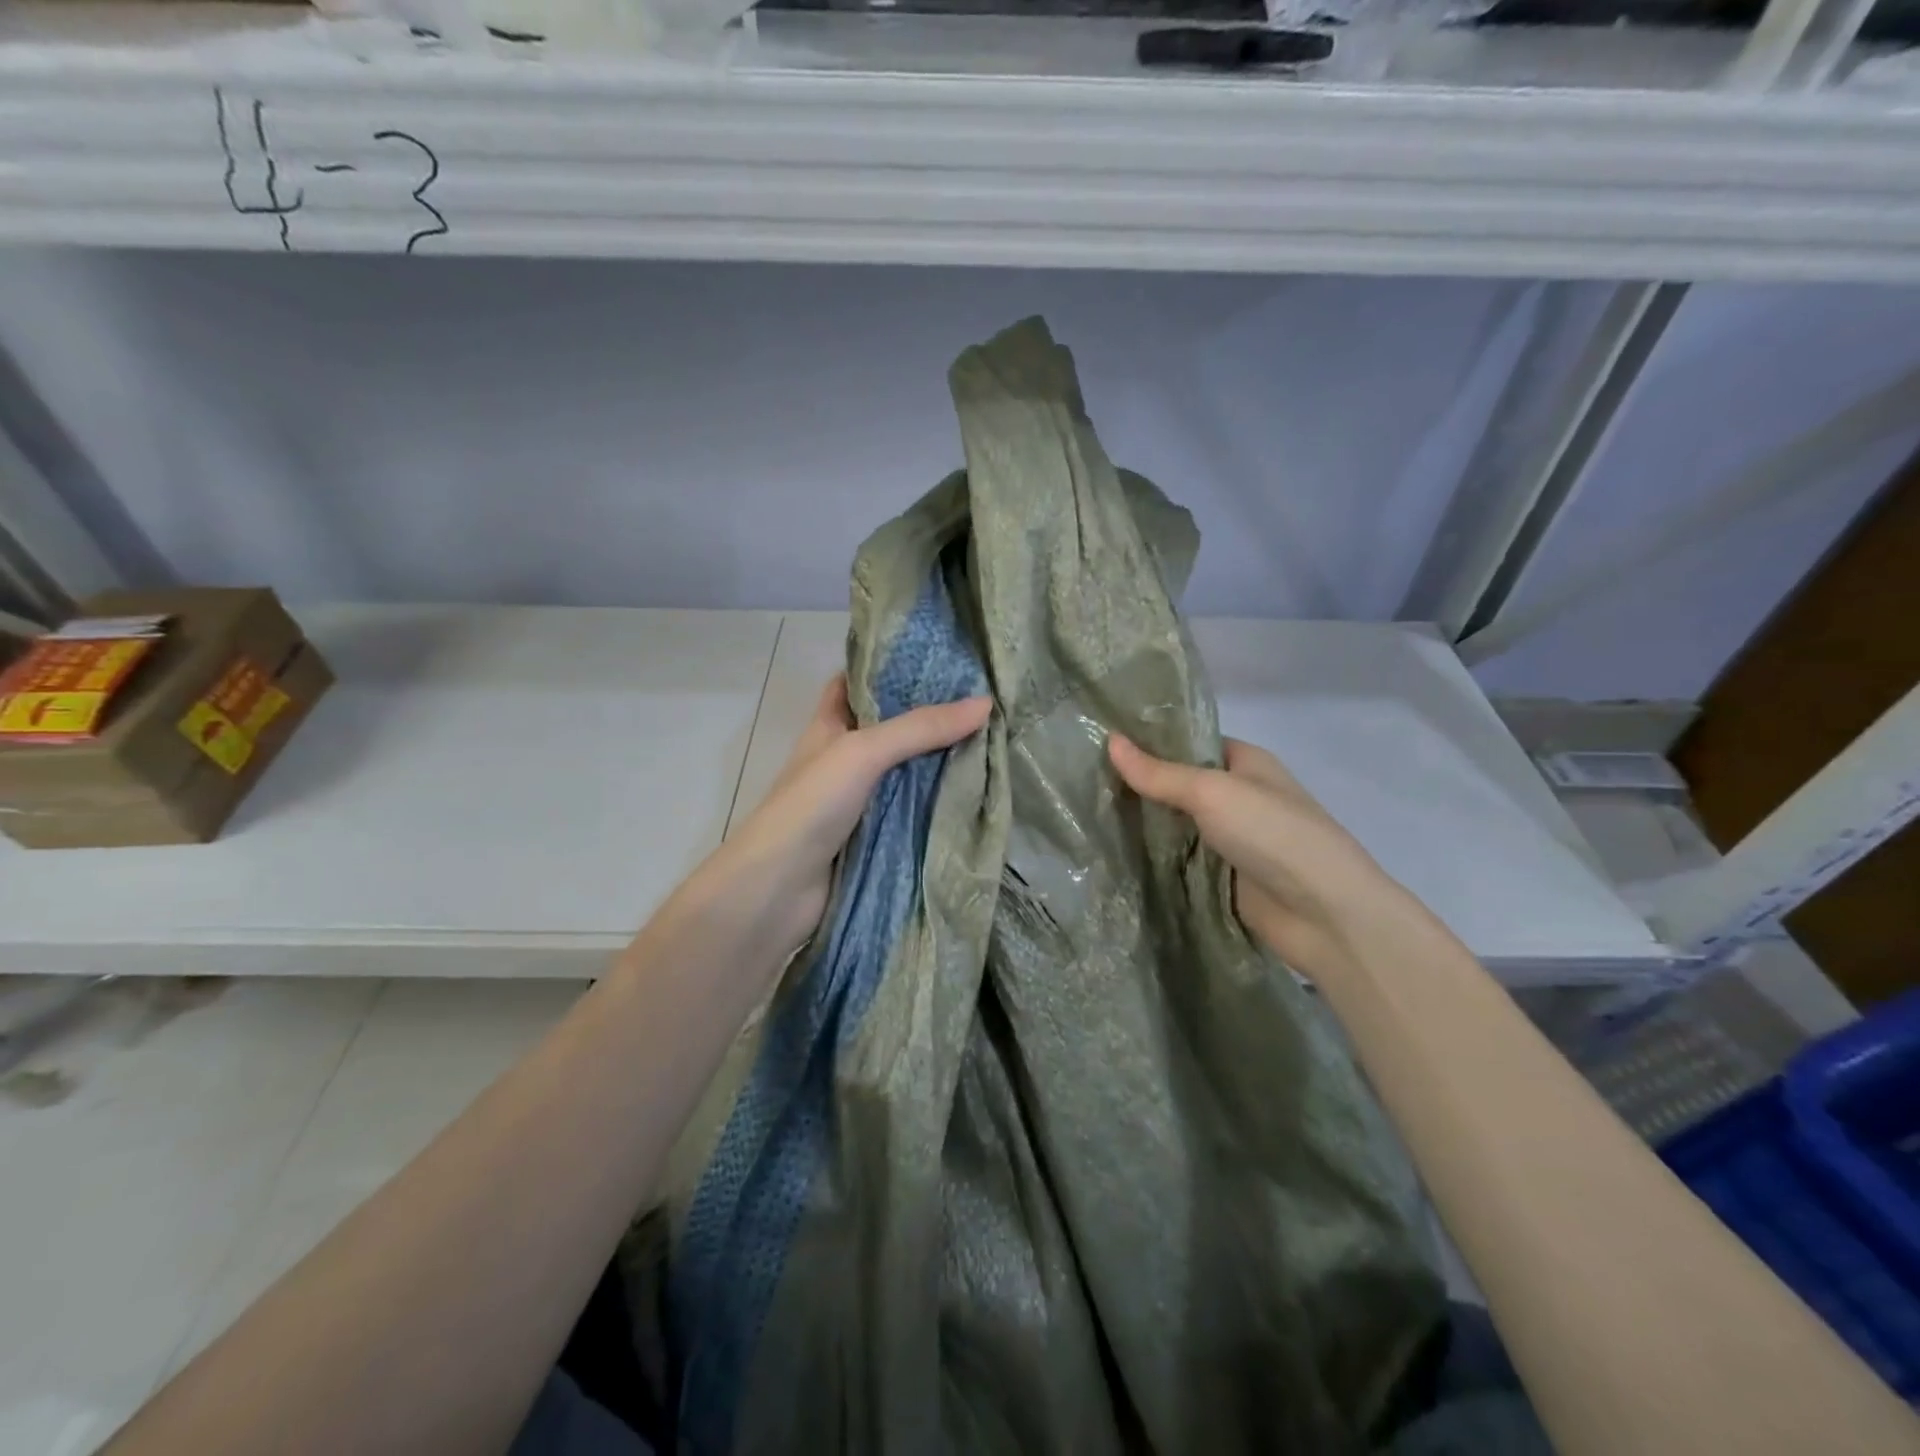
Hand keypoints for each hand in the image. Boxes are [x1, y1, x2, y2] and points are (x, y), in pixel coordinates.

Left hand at [705, 675, 991, 959]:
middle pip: (892, 728)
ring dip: (941, 761)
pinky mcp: (875, 835)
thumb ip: (920, 728)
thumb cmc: (811, 805)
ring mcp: (860, 799)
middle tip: (984, 699)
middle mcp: (845, 758)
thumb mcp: (863, 752)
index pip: (857, 684)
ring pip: (907, 771)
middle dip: (931, 716)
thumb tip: (984, 704)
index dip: (890, 668)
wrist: (778, 889)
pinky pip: (913, 810)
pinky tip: (977, 791)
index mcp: (830, 726)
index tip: (939, 659)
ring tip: (994, 739)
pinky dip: (939, 802)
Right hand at [1108, 733, 1402, 981]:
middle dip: (1138, 783)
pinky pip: (1179, 859)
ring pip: (1175, 823)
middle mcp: (1237, 796)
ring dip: (1141, 822)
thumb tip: (1109, 740)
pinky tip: (1110, 849)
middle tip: (1082, 776)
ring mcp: (1229, 839)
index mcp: (1245, 763)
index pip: (1189, 742)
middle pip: (1179, 784)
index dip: (1150, 740)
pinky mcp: (1221, 876)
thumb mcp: (1212, 792)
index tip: (1100, 738)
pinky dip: (1152, 856)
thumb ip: (1159, 773)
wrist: (1323, 914)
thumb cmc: (1272, 834)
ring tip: (1085, 808)